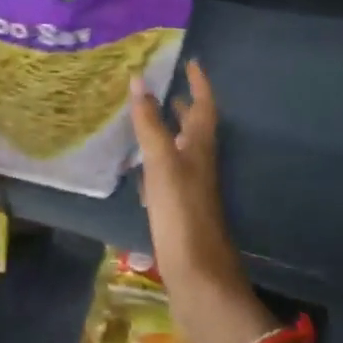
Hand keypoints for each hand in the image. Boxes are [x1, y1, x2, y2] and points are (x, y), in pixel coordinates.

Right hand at [129, 61, 271, 342]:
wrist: (199, 280)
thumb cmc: (182, 216)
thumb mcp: (163, 164)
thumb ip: (150, 124)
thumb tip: (138, 80)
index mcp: (201, 149)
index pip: (204, 107)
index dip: (199, 84)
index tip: (192, 62)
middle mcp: (199, 165)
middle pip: (194, 128)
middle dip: (182, 106)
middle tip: (163, 86)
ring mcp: (190, 190)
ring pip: (180, 152)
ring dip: (167, 132)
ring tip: (146, 119)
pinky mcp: (178, 212)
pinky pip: (166, 176)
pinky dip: (155, 164)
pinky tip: (139, 169)